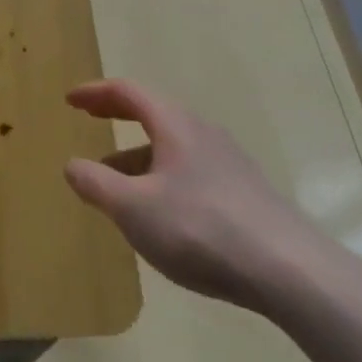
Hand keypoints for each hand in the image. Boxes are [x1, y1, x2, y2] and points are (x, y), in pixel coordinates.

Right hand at [64, 78, 335, 311]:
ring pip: (172, 146)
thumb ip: (97, 184)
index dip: (94, 93)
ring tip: (116, 183)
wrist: (290, 270)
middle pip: (152, 113)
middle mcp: (201, 131)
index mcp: (173, 123)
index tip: (70, 99)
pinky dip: (163, 176)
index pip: (126, 92)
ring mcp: (227, 161)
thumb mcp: (134, 208)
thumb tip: (71, 164)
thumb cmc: (201, 228)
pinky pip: (191, 170)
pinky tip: (161, 213)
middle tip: (89, 122)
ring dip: (138, 154)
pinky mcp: (245, 193)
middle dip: (117, 117)